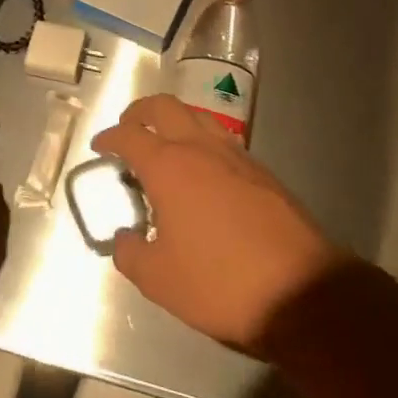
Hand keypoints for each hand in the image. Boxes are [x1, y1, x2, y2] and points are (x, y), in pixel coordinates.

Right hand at [91, 95, 343, 352]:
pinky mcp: (264, 172)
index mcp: (170, 167)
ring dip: (176, 122)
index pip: (130, 135)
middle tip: (129, 128)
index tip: (99, 146)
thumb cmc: (218, 282)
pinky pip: (225, 141)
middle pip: (166, 107)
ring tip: (165, 146)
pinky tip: (203, 173)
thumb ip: (130, 253)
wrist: (299, 290)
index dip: (110, 137)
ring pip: (200, 118)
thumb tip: (125, 237)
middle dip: (141, 112)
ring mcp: (238, 156)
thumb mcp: (158, 279)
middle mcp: (202, 149)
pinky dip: (203, 143)